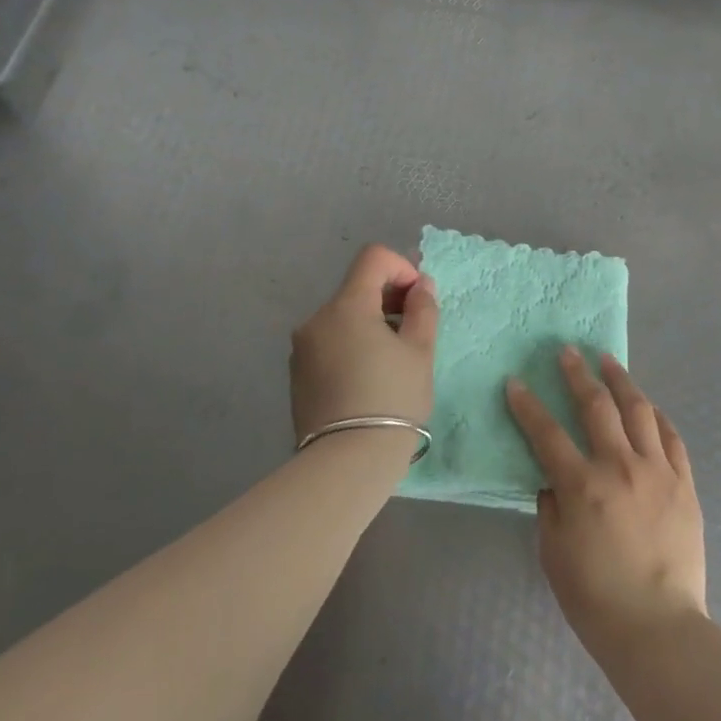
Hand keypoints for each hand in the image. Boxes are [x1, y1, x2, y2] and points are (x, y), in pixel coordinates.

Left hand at [290, 245, 438, 445]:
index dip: (401, 268)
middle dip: (388, 299)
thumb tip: (420, 285)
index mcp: (346, 306)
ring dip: (371, 324)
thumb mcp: (420, 352)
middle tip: (413, 332)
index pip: (373, 258)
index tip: (417, 300)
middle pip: (357, 288)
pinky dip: (352, 344)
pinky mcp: (297, 373)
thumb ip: (422, 309)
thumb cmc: (392, 399)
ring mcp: (302, 347)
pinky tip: (368, 378)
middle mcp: (316, 319)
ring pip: (343, 317)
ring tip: (392, 361)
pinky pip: (330, 342)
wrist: (347, 462)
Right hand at [505, 349, 707, 661]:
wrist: (658, 626)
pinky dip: (658, 416)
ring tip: (608, 361)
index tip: (515, 381)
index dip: (527, 405)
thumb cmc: (595, 598)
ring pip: (639, 410)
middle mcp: (620, 466)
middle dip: (577, 374)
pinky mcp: (684, 483)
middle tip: (567, 351)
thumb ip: (551, 507)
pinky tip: (649, 406)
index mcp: (583, 485)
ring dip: (621, 381)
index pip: (547, 433)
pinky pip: (672, 437)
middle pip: (597, 406)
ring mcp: (658, 471)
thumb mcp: (554, 553)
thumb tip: (554, 480)